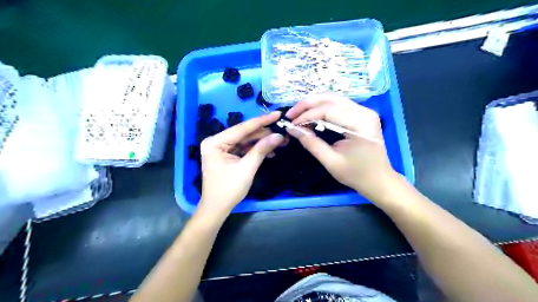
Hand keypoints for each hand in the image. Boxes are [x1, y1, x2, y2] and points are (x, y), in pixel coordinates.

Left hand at [198, 112, 283, 215]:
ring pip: (246, 141)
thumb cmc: (229, 189)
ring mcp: (221, 148)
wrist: (217, 208)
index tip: (277, 114)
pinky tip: (270, 151)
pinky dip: (256, 150)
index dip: (261, 121)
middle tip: (283, 130)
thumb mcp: (247, 168)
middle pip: (244, 134)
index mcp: (215, 142)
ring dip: (262, 142)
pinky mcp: (227, 155)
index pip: (242, 128)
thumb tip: (279, 135)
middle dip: (264, 134)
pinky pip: (244, 148)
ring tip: (280, 141)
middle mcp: (216, 141)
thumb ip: (261, 149)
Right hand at [288, 93, 395, 201]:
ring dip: (313, 104)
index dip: (306, 115)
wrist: (379, 180)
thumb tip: (292, 129)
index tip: (291, 124)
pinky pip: (339, 104)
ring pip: (334, 98)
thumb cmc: (356, 175)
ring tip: (298, 114)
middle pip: (331, 98)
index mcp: (360, 125)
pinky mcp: (362, 114)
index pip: (328, 110)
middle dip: (307, 104)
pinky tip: (311, 115)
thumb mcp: (331, 162)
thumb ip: (311, 143)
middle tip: (290, 114)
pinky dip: (322, 107)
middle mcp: (364, 112)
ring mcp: (365, 111)